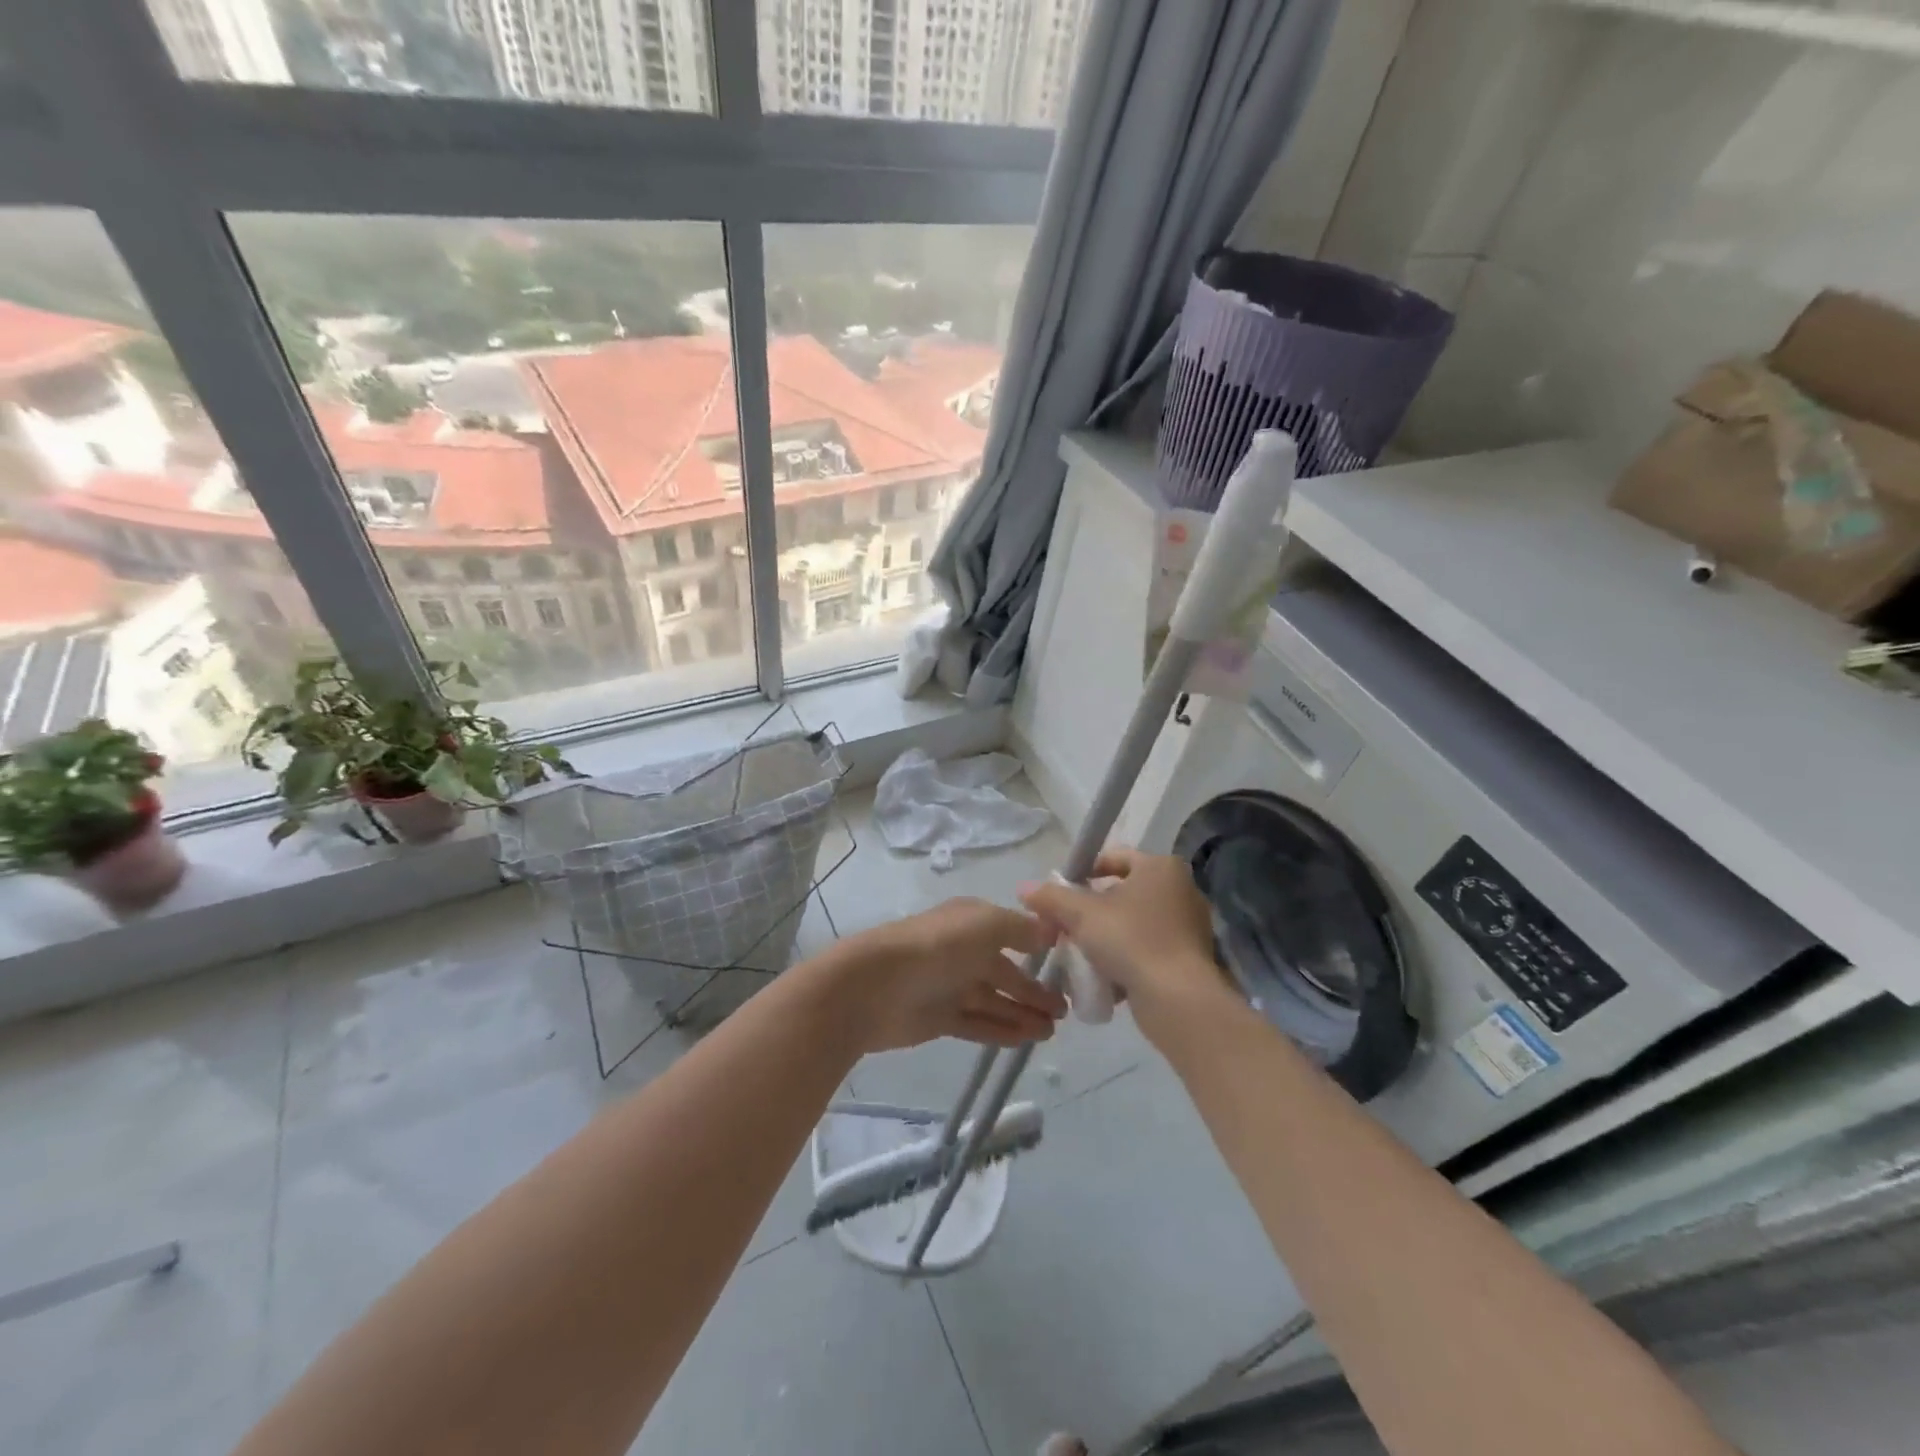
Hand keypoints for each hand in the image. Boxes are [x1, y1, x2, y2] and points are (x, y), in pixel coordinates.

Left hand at [828, 898, 1068, 1052]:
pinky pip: (979, 1024)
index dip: (1041, 948)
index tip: (1073, 966)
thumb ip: (1022, 928)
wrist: (874, 987)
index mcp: (972, 921)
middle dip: (1035, 989)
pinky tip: (1026, 1040)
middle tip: (1068, 1010)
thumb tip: (1052, 930)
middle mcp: (963, 951)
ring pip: (996, 1000)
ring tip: (1053, 1030)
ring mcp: (951, 986)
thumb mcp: (986, 924)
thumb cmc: (936, 947)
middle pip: (1007, 971)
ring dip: (1024, 1013)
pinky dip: (1002, 1030)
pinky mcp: (940, 1018)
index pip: (1014, 932)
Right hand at [1018, 848, 1233, 1037]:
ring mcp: (1188, 926)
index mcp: (1160, 867)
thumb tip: (1024, 889)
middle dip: (1090, 911)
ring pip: (1132, 925)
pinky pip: (1146, 950)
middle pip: (1122, 893)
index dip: (1083, 871)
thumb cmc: (1130, 940)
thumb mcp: (1081, 914)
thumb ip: (1052, 898)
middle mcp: (1180, 890)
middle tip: (1065, 927)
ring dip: (1105, 938)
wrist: (1177, 999)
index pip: (1114, 856)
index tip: (1062, 894)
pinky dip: (1125, 960)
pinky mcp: (1188, 959)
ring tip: (1080, 956)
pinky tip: (1103, 978)